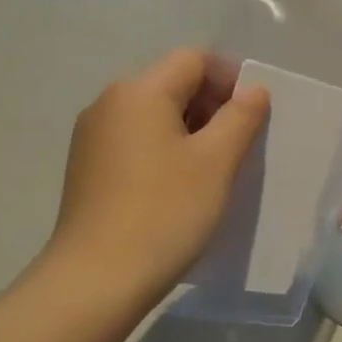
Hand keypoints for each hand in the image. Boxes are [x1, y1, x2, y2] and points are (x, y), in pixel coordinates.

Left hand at [47, 48, 269, 305]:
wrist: (95, 281)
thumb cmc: (164, 213)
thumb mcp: (216, 162)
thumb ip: (241, 117)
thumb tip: (253, 89)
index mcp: (139, 91)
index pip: (194, 60)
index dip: (231, 79)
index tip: (254, 117)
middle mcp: (109, 103)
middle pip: (172, 84)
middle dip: (213, 106)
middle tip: (240, 147)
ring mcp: (92, 136)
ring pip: (155, 115)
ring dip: (191, 131)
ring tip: (214, 171)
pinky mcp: (87, 168)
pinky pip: (136, 141)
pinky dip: (165, 151)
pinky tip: (180, 188)